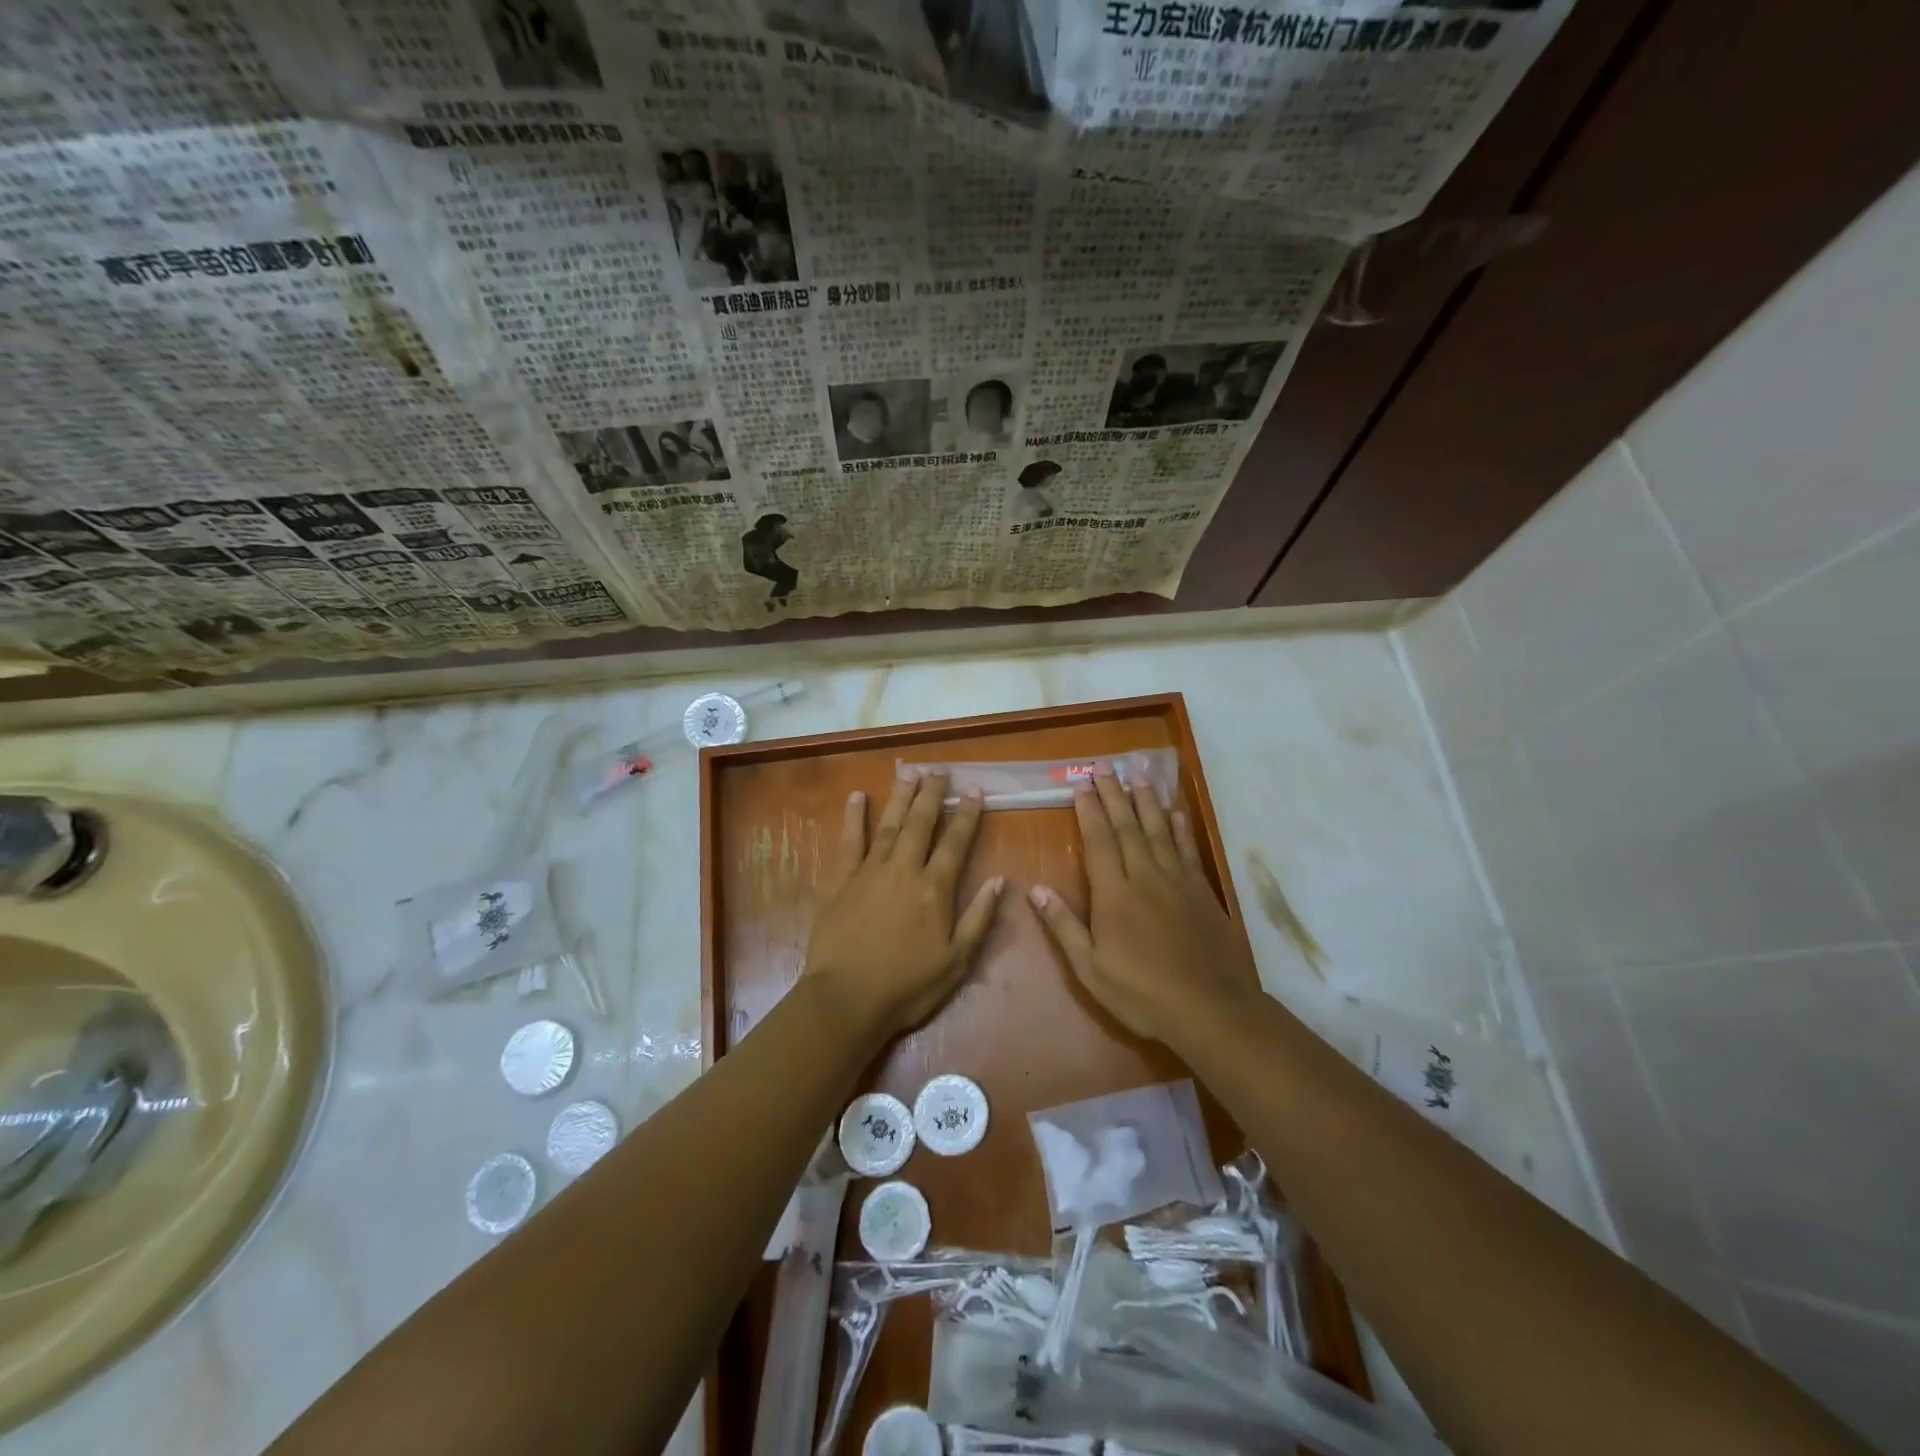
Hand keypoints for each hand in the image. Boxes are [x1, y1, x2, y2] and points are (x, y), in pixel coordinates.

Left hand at [803, 770, 1003, 1040]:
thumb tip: (999, 881)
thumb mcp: (956, 961)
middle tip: (940, 769)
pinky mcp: (842, 880)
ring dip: (900, 796)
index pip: (955, 842)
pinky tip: (857, 796)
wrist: (846, 998)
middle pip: (921, 823)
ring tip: (909, 770)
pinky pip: (849, 841)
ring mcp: (870, 871)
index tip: (975, 790)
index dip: (967, 814)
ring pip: (889, 824)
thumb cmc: (907, 986)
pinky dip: (853, 817)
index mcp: (935, 889)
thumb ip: (978, 918)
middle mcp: (904, 869)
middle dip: (932, 794)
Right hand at [1029, 764, 1256, 1046]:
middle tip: (1104, 766)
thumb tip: (1036, 890)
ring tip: (1137, 776)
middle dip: (1114, 795)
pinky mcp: (1202, 891)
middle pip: (1127, 827)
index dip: (1089, 811)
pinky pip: (1187, 850)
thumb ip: (1064, 927)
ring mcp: (1177, 881)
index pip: (1099, 841)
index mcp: (1114, 894)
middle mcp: (1145, 877)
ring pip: (1158, 830)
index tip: (1081, 785)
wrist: (1210, 1008)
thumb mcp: (1091, 969)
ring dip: (1145, 801)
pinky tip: (1175, 813)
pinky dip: (1180, 828)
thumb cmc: (1142, 993)